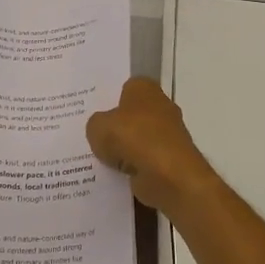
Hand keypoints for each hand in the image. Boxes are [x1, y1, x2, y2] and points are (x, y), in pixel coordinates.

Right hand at [86, 78, 220, 214]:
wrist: (168, 174)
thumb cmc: (132, 137)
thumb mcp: (97, 127)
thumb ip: (96, 124)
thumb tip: (102, 130)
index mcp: (144, 88)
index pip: (125, 88)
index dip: (109, 99)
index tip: (94, 112)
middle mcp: (161, 106)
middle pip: (133, 114)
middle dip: (117, 126)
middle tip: (93, 136)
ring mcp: (168, 134)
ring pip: (139, 139)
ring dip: (125, 150)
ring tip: (100, 160)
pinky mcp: (171, 159)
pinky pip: (145, 161)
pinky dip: (134, 168)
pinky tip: (116, 175)